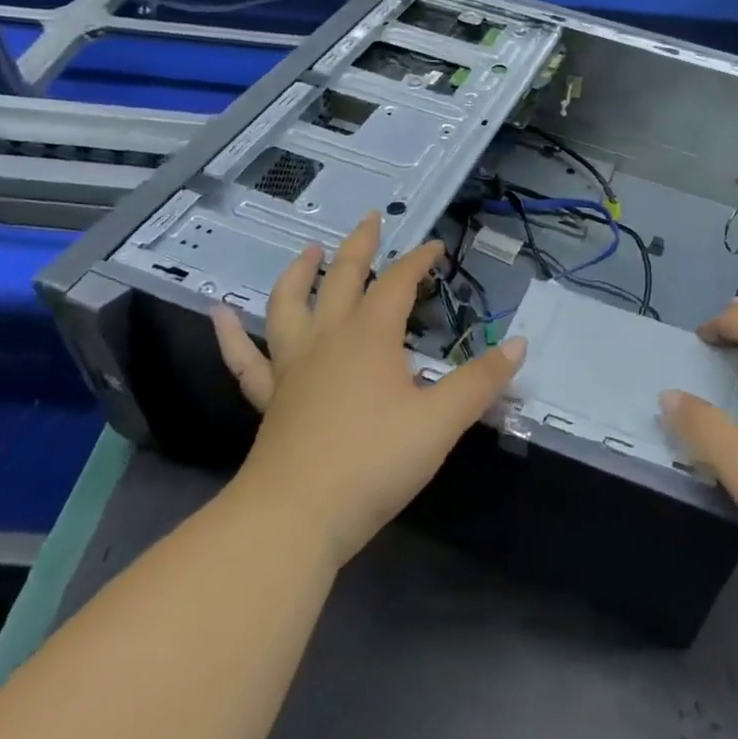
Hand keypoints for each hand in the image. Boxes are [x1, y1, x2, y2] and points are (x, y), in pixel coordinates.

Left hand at [211, 211, 524, 568]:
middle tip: (370, 219)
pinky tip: (218, 313)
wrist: (294, 518)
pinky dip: (230, 334)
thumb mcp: (441, 421)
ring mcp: (292, 368)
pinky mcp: (270, 400)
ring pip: (289, 306)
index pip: (398, 283)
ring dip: (299, 274)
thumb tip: (519, 344)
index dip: (418, 261)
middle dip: (360, 246)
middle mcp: (328, 340)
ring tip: (308, 251)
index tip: (436, 247)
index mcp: (371, 337)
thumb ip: (481, 381)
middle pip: (343, 279)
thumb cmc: (374, 462)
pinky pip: (245, 360)